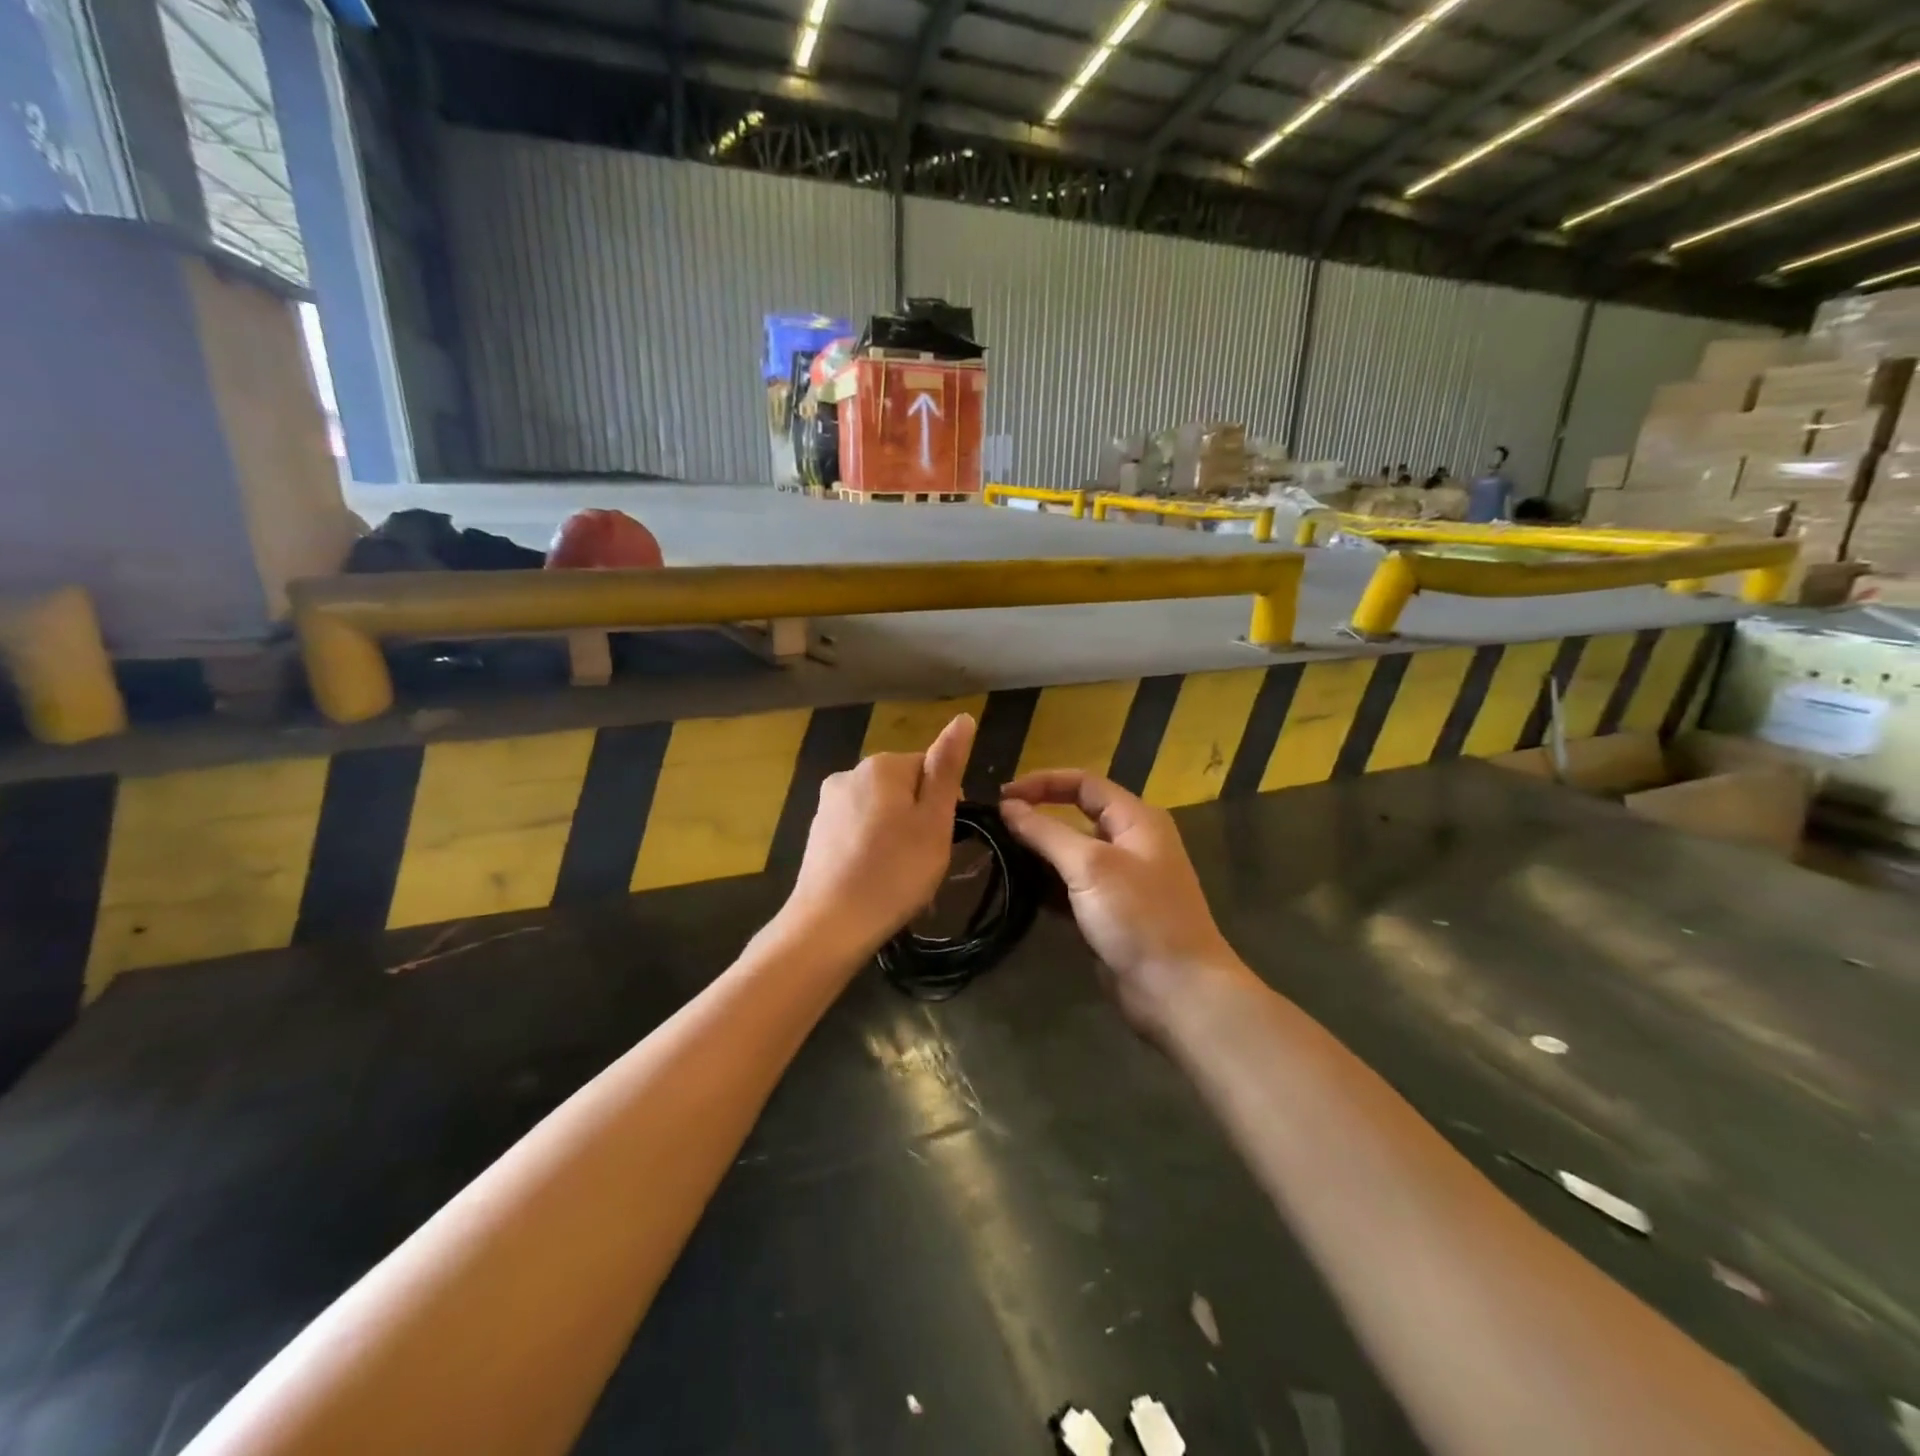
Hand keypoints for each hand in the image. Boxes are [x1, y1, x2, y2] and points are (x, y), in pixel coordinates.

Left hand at [781, 713, 975, 960]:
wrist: (830, 924)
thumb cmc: (895, 872)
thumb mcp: (934, 820)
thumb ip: (947, 768)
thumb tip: (963, 718)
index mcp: (882, 765)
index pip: (930, 767)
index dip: (945, 802)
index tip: (944, 837)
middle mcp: (850, 773)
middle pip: (903, 787)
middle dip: (918, 817)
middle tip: (926, 859)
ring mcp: (828, 803)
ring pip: (880, 810)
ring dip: (896, 834)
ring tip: (901, 875)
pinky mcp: (816, 831)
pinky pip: (858, 829)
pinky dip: (872, 847)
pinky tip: (876, 877)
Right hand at [1000, 770, 1244, 1036]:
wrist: (1177, 991)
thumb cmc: (1138, 917)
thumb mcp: (1090, 866)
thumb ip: (1046, 832)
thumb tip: (1008, 805)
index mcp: (1136, 819)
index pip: (1083, 783)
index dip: (1042, 782)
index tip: (1002, 796)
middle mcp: (1130, 842)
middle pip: (1076, 816)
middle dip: (1036, 817)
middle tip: (994, 827)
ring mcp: (1120, 880)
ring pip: (1070, 854)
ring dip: (1038, 854)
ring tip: (997, 855)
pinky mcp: (1108, 913)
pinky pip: (1071, 887)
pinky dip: (1046, 886)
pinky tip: (1017, 890)